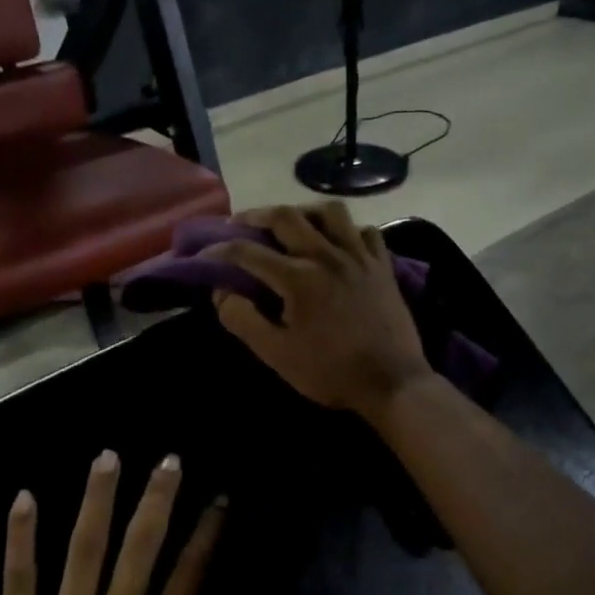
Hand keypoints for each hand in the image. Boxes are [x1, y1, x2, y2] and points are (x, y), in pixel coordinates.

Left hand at [0, 452, 270, 594]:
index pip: (192, 571)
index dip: (208, 530)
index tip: (219, 497)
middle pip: (142, 544)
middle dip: (158, 496)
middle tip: (169, 458)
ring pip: (84, 547)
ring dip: (98, 498)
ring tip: (108, 457)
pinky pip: (18, 580)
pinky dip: (20, 537)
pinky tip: (24, 497)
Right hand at [210, 203, 431, 420]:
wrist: (392, 383)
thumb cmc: (330, 372)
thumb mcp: (277, 354)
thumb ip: (243, 320)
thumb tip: (221, 293)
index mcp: (298, 277)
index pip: (247, 252)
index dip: (219, 251)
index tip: (202, 255)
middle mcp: (328, 255)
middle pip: (286, 216)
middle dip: (256, 215)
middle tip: (239, 224)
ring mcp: (360, 257)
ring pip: (330, 212)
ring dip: (303, 211)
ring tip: (291, 224)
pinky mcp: (383, 266)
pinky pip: (365, 231)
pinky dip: (347, 230)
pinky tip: (338, 243)